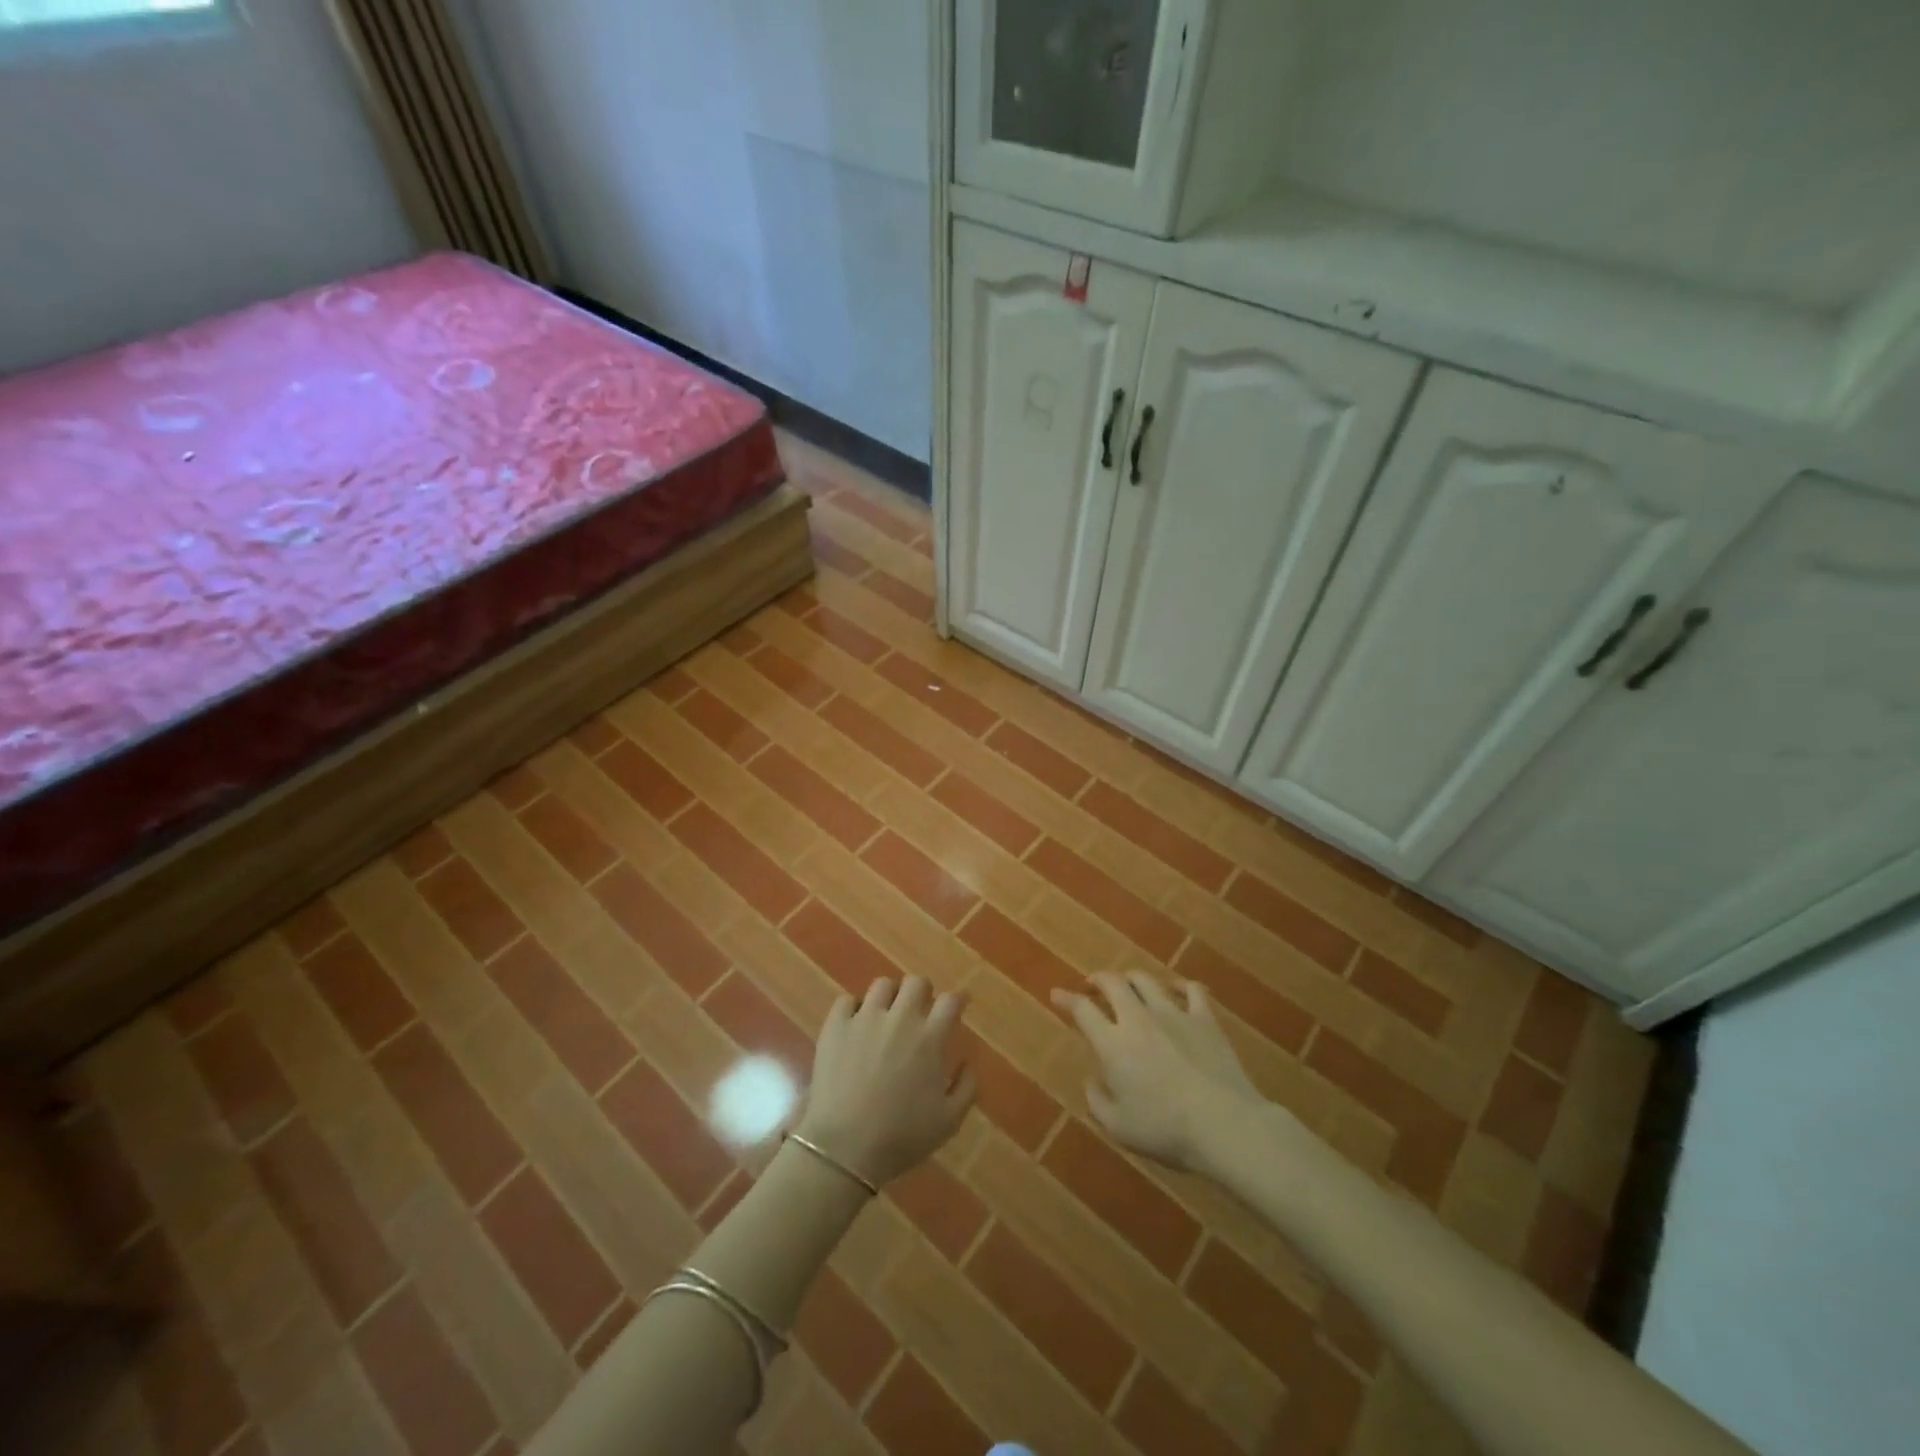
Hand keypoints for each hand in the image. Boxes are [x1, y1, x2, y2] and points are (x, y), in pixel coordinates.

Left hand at [796, 977, 975, 1186]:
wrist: (845, 1148)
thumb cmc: (901, 1137)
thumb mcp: (949, 1122)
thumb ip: (966, 1088)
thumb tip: (967, 1062)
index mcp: (930, 1039)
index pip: (951, 1001)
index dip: (957, 1000)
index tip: (958, 1006)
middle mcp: (900, 1019)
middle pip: (916, 982)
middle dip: (923, 991)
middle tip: (920, 1010)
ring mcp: (864, 1018)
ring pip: (882, 985)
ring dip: (890, 996)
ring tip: (887, 1014)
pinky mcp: (835, 1026)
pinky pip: (845, 1001)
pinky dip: (853, 1008)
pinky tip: (855, 1025)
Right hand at [1053, 971, 1267, 1170]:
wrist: (1223, 1124)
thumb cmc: (1165, 1130)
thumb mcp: (1118, 1128)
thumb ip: (1097, 1101)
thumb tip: (1092, 1080)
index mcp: (1113, 1043)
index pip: (1082, 1009)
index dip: (1066, 999)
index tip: (1057, 994)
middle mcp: (1138, 1018)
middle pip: (1113, 983)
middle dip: (1098, 979)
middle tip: (1092, 985)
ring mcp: (1174, 1013)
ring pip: (1146, 980)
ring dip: (1131, 979)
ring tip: (1128, 986)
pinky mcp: (1204, 1018)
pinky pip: (1190, 989)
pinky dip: (1179, 985)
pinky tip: (1175, 989)